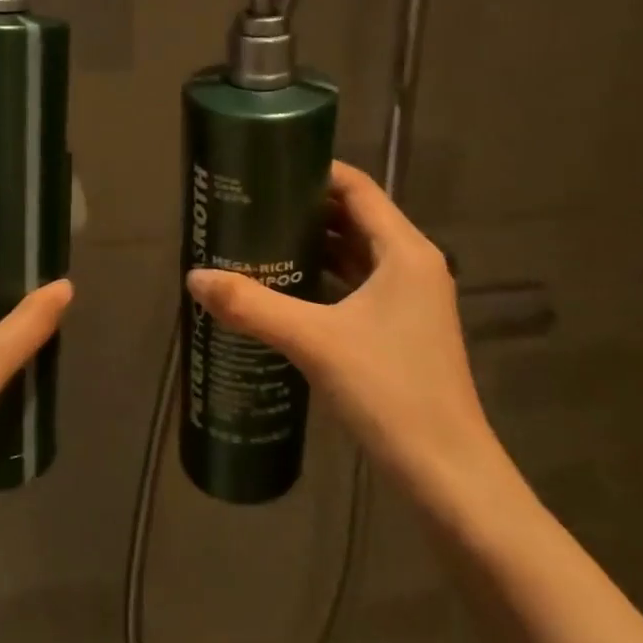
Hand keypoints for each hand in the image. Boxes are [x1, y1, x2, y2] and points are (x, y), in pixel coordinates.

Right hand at [184, 161, 500, 504]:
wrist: (447, 474)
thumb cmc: (390, 392)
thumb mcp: (315, 342)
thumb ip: (253, 306)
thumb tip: (195, 277)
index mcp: (404, 251)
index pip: (358, 187)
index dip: (314, 171)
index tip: (267, 168)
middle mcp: (413, 266)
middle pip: (355, 218)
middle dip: (305, 209)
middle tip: (252, 206)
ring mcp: (411, 301)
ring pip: (356, 255)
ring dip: (314, 245)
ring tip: (259, 241)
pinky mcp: (402, 331)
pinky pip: (358, 287)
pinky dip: (324, 280)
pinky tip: (286, 291)